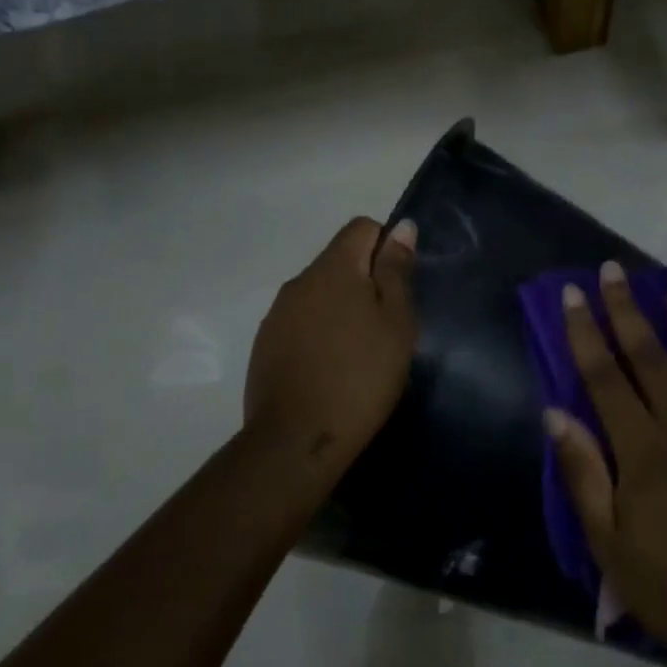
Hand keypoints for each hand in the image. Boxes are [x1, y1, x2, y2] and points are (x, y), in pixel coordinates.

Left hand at [244, 217, 417, 484]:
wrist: (297, 439)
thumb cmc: (360, 376)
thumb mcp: (395, 323)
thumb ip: (396, 271)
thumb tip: (401, 227)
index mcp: (332, 268)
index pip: (361, 228)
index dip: (387, 246)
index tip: (399, 288)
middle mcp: (299, 281)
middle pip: (339, 260)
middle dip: (365, 281)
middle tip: (387, 326)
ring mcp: (277, 314)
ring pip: (319, 293)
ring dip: (341, 308)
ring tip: (360, 351)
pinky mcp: (265, 344)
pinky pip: (301, 321)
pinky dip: (320, 332)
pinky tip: (331, 367)